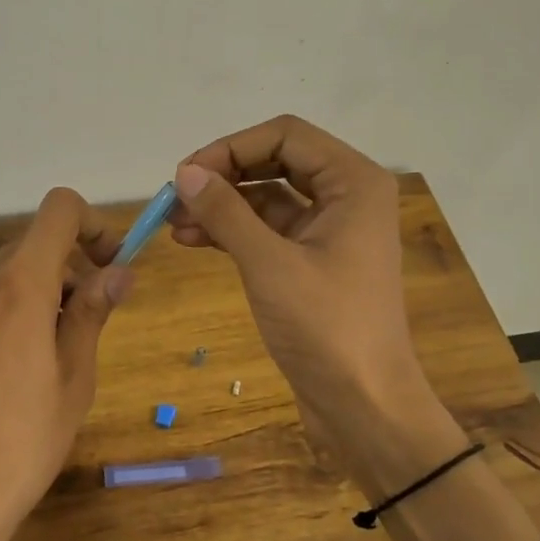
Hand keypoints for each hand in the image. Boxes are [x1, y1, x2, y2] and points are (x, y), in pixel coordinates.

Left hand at [0, 186, 132, 540]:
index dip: (90, 224)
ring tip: (31, 366)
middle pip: (26, 250)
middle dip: (61, 275)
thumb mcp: (74, 380)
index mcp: (18, 287)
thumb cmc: (22, 445)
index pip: (58, 210)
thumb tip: (118, 271)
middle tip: (77, 332)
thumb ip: (92, 313)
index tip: (105, 266)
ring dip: (24, 300)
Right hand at [170, 116, 461, 495]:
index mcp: (353, 182)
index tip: (186, 175)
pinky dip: (234, 231)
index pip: (285, 135)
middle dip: (224, 175)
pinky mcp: (313, 261)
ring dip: (223, 205)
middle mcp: (346, 195)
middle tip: (176, 197)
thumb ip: (226, 212)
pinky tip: (194, 240)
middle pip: (275, 160)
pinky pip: (268, 230)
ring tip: (175, 224)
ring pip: (268, 197)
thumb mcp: (269, 264)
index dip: (231, 147)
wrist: (364, 405)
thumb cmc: (326, 328)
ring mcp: (330, 229)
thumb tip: (185, 172)